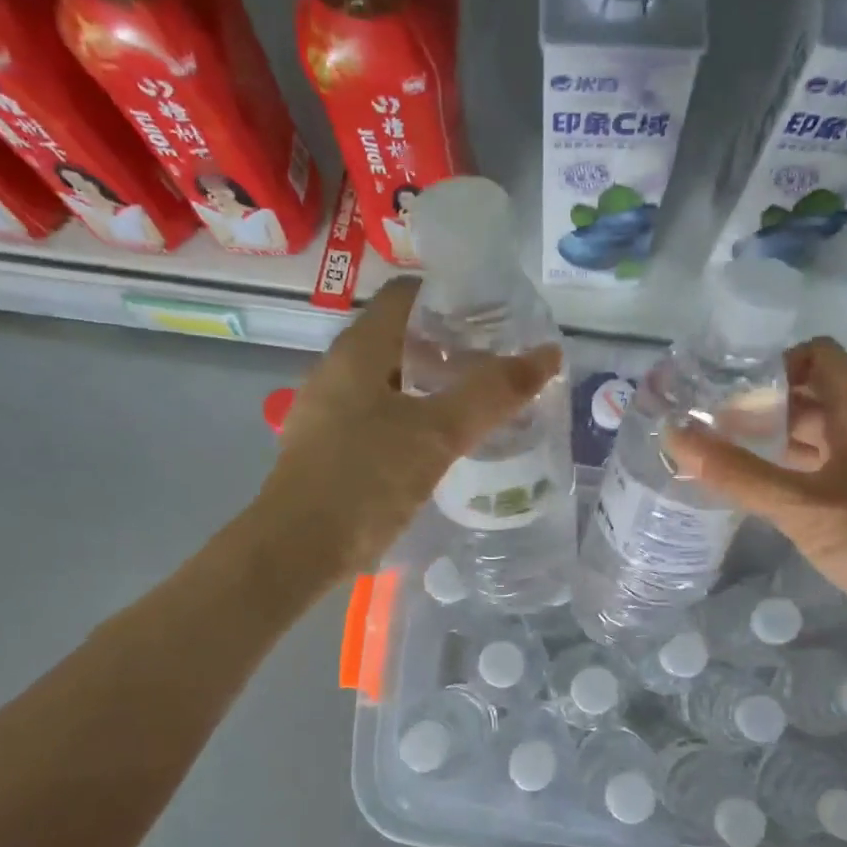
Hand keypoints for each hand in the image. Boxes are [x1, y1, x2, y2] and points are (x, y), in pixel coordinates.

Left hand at [256, 278, 560, 578]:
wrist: (297, 550)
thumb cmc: (365, 480)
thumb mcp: (437, 434)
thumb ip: (492, 394)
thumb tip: (548, 355)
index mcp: (358, 350)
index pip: (407, 297)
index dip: (453, 300)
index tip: (497, 320)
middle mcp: (338, 371)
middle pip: (401, 339)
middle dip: (451, 348)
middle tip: (498, 367)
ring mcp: (329, 411)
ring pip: (391, 382)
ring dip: (433, 387)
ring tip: (479, 406)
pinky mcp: (329, 449)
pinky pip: (379, 417)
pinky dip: (414, 419)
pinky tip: (441, 446)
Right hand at [665, 338, 846, 659]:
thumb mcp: (804, 508)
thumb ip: (739, 474)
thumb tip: (676, 437)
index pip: (820, 357)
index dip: (775, 362)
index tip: (726, 388)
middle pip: (807, 397)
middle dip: (757, 405)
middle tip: (703, 426)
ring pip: (809, 438)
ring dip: (765, 442)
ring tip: (714, 457)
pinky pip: (813, 473)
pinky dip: (780, 474)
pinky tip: (748, 495)